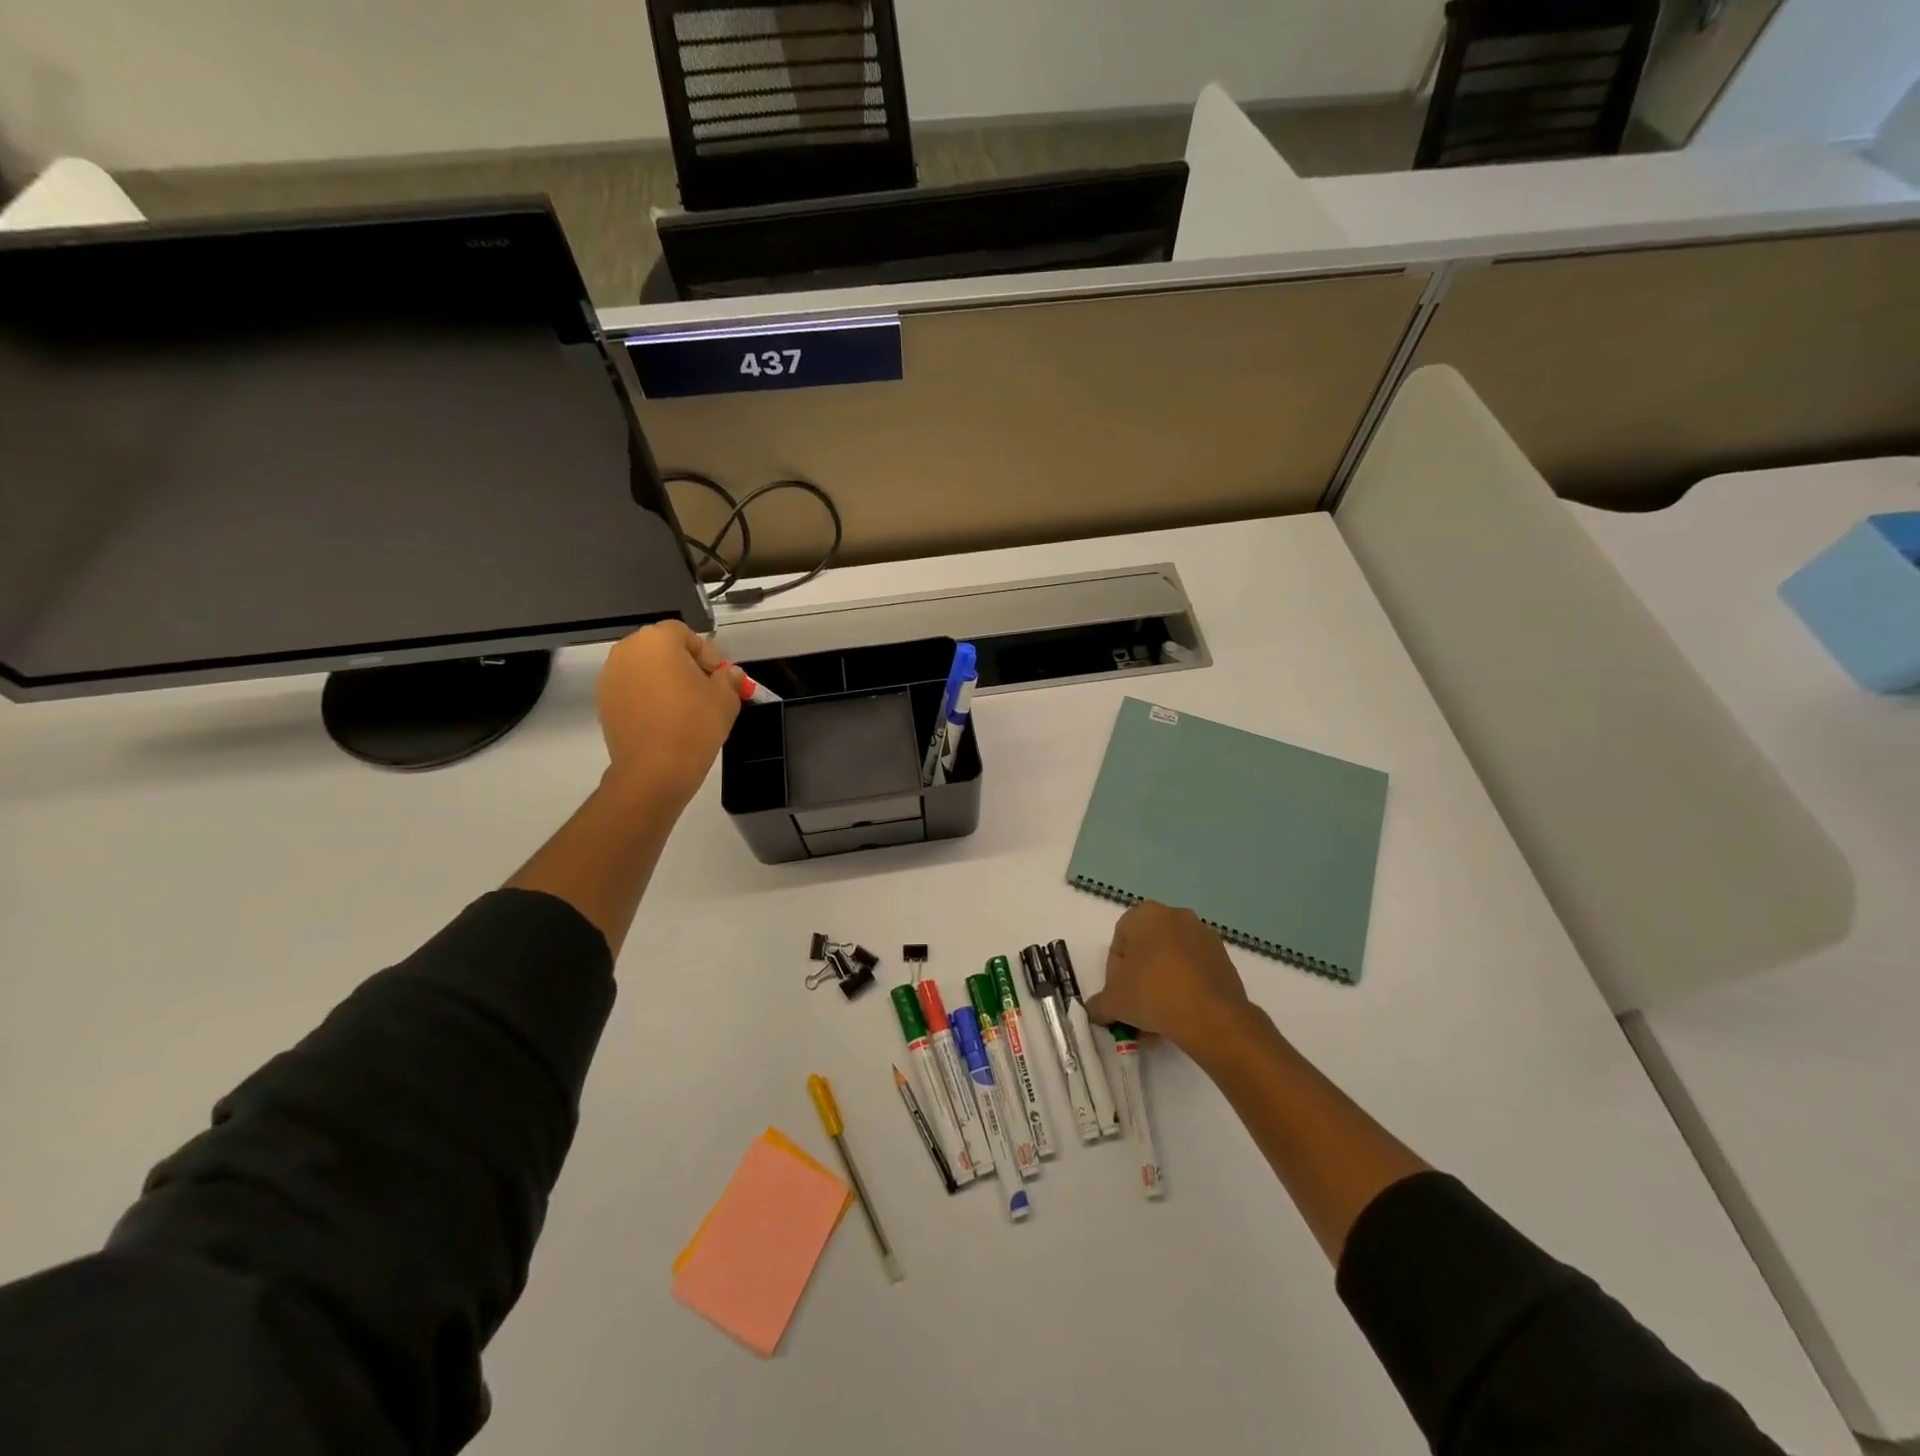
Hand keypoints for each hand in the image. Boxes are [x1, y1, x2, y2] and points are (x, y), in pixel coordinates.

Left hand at [595, 621, 741, 808]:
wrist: (656, 768)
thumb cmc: (695, 723)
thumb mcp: (726, 698)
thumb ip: (728, 678)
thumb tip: (728, 673)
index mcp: (657, 640)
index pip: (684, 633)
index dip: (706, 652)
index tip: (719, 676)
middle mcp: (626, 651)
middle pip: (660, 648)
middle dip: (683, 664)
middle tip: (704, 690)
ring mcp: (609, 677)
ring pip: (644, 669)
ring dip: (663, 681)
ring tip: (684, 708)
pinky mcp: (603, 703)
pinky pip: (631, 690)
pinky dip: (647, 698)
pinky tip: (664, 721)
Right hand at [1086, 902, 1254, 1054]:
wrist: (1211, 1016)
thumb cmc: (1153, 994)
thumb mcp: (1113, 1002)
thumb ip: (1098, 1004)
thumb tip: (1094, 1011)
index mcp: (1145, 914)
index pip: (1119, 942)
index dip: (1115, 972)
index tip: (1120, 995)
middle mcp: (1175, 916)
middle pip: (1147, 950)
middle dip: (1140, 979)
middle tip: (1138, 1008)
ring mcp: (1203, 935)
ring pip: (1171, 962)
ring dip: (1162, 985)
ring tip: (1160, 1021)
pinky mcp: (1224, 958)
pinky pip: (1194, 971)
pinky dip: (1185, 989)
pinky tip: (1182, 1016)